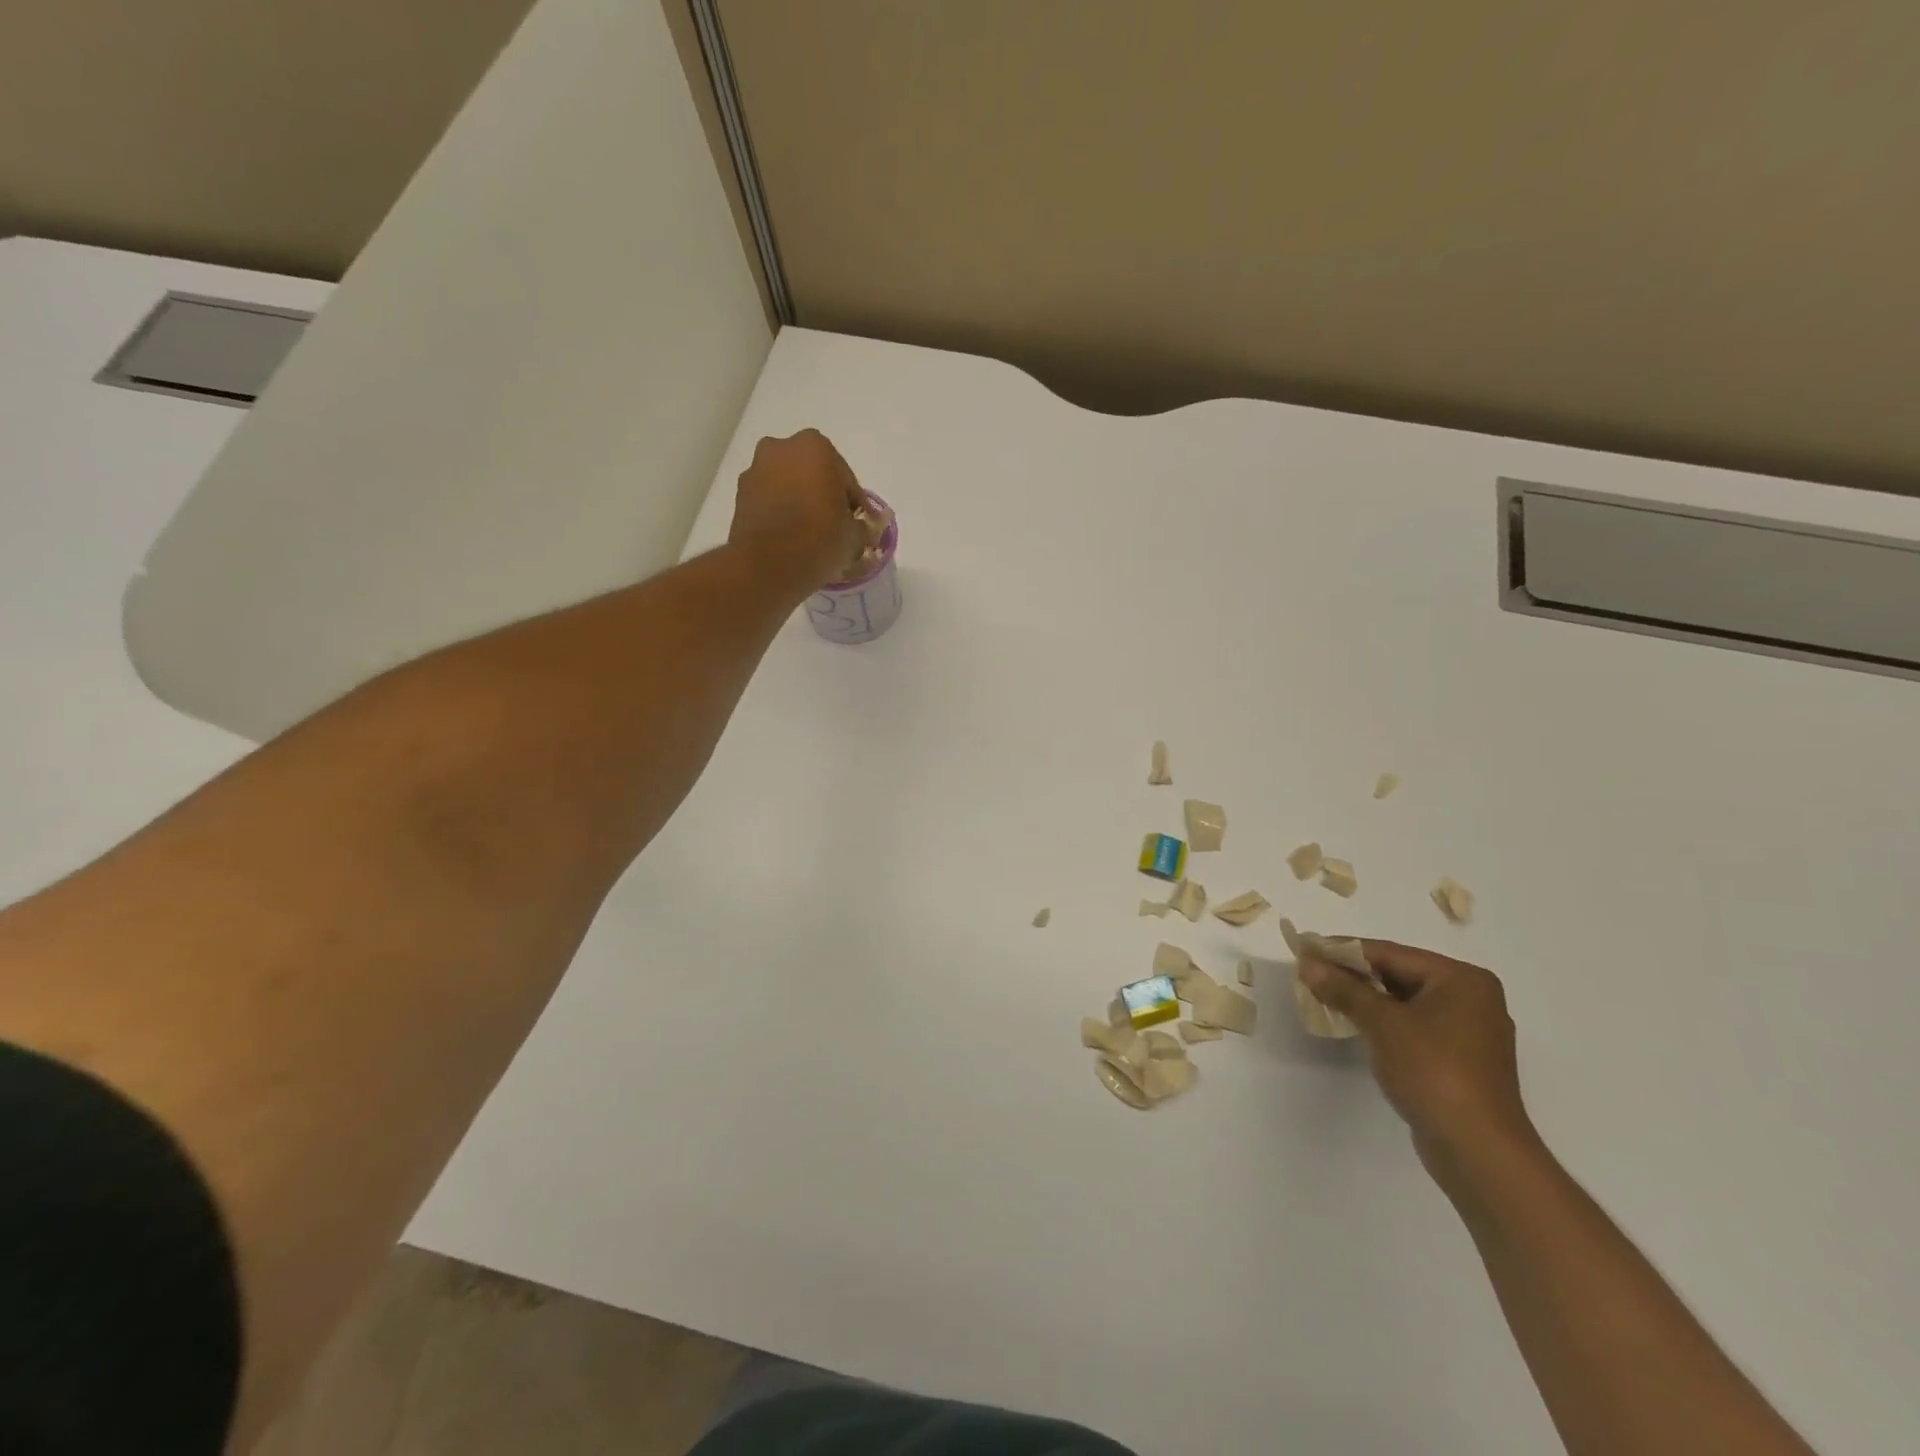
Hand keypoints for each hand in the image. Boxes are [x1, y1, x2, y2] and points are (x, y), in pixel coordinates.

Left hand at [728, 429, 867, 591]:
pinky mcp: (739, 496)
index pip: (844, 476)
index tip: (857, 523)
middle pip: (812, 473)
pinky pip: (769, 501)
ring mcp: (755, 470)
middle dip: (822, 493)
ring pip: (787, 484)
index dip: (853, 502)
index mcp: (815, 447)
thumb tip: (857, 527)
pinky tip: (789, 537)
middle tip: (833, 524)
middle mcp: (780, 448)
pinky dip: (779, 513)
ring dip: (798, 501)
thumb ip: (860, 525)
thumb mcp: (855, 536)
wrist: (768, 566)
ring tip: (808, 533)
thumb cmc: (820, 539)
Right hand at [1301, 941, 1538, 1183]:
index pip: (1390, 953)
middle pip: (1398, 974)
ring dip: (1364, 998)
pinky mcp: (1458, 1059)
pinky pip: (1412, 1025)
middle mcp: (1471, 998)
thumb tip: (1307, 963)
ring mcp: (1467, 1031)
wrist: (1478, 1151)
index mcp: (1461, 980)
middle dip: (1352, 974)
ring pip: (1403, 1001)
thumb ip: (1343, 989)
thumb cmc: (1433, 1072)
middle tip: (1309, 972)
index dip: (1343, 950)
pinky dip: (1382, 1021)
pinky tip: (1352, 1023)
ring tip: (1322, 994)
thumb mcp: (1382, 1023)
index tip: (1305, 948)